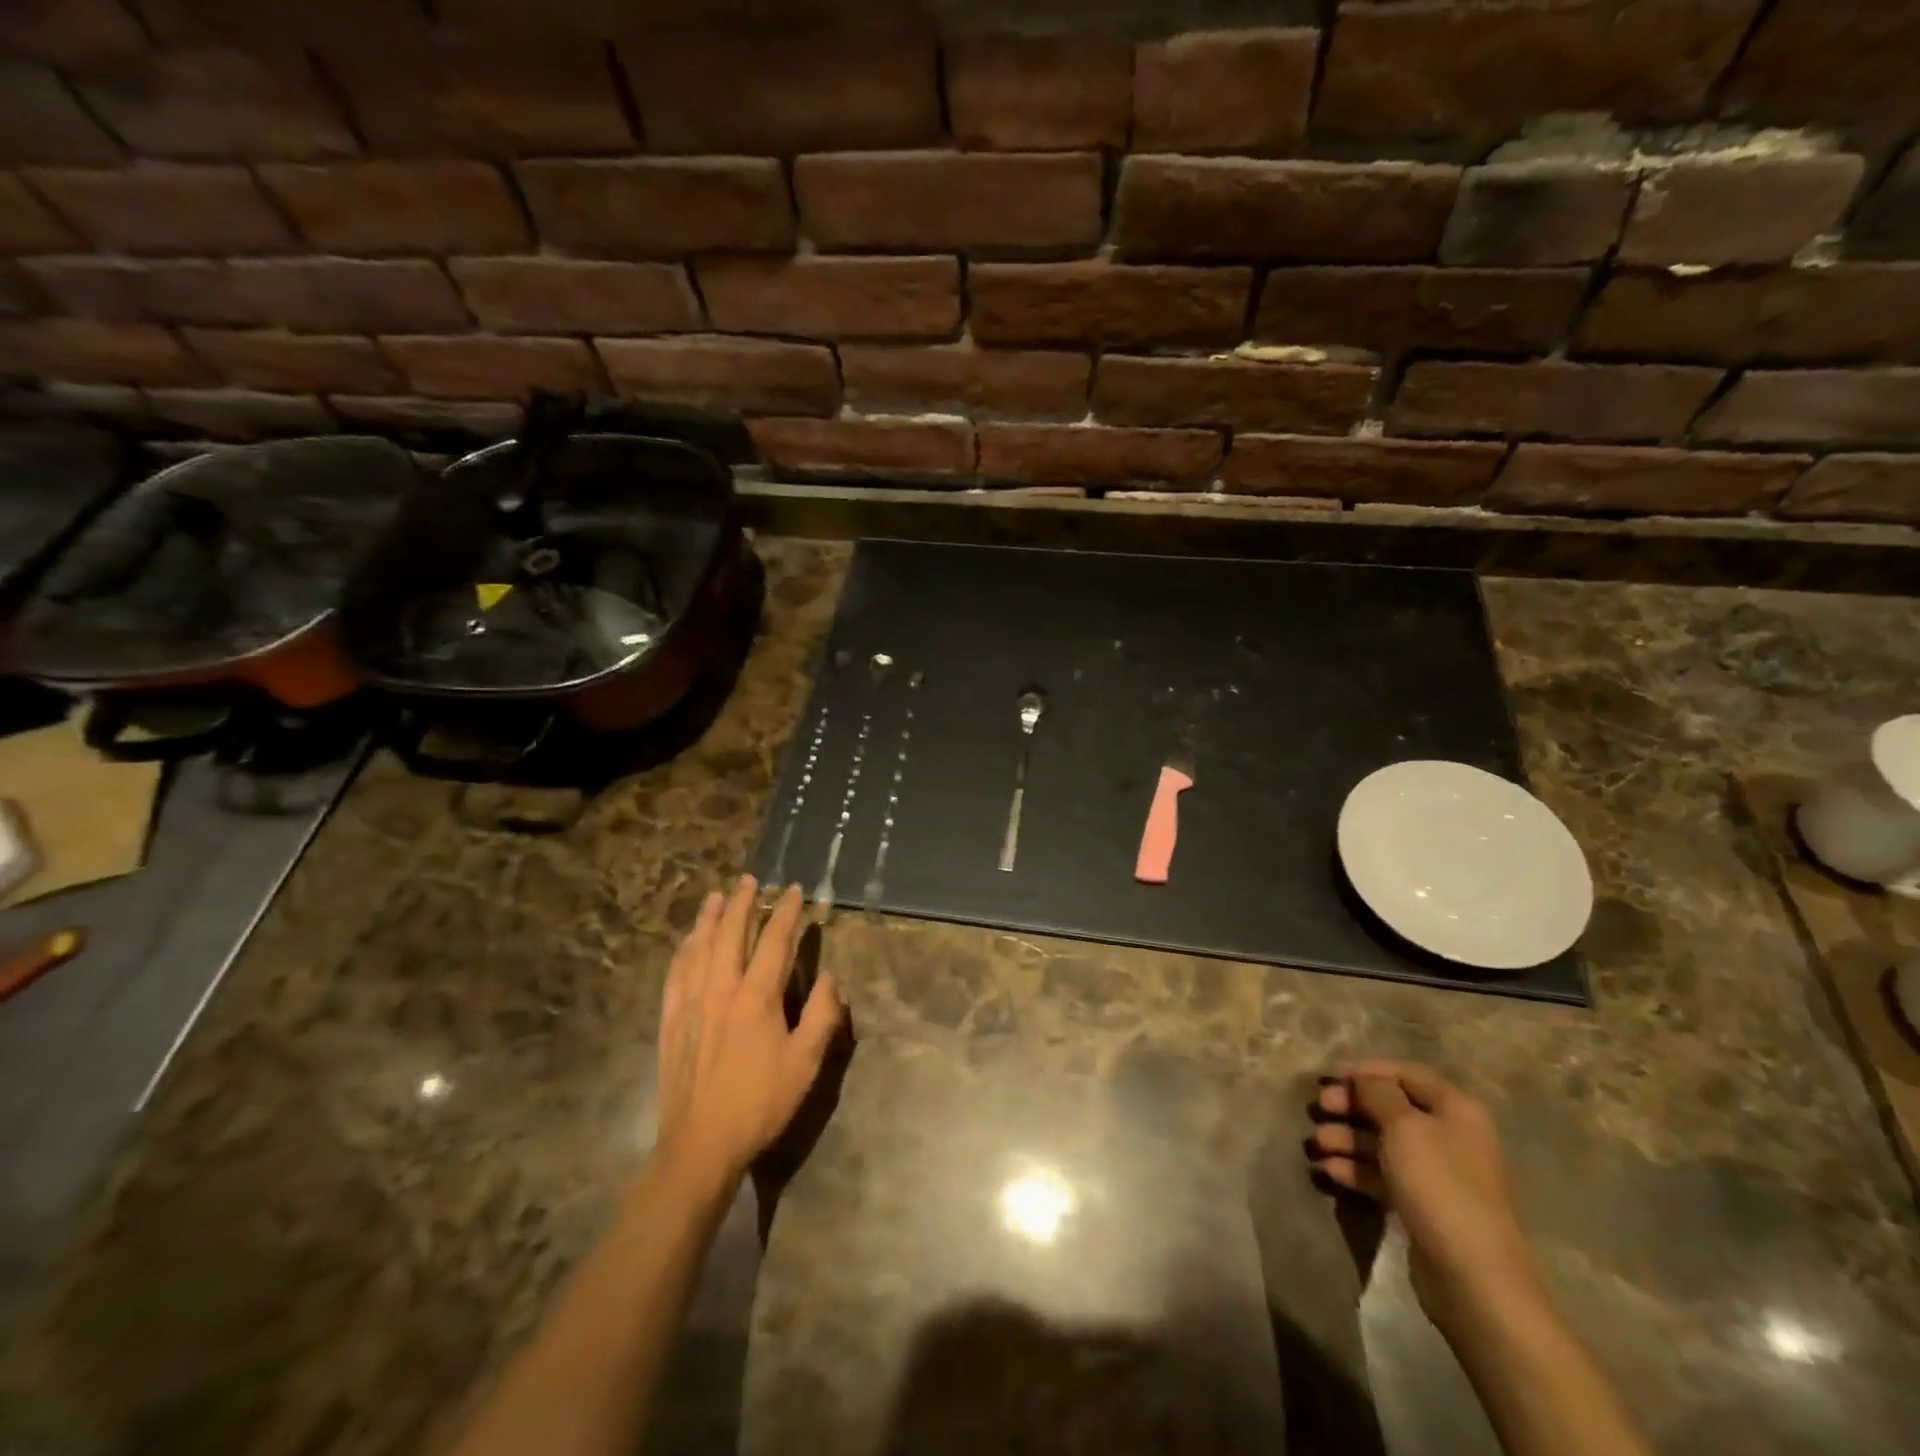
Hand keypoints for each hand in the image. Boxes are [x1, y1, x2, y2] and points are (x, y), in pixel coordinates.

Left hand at [654, 876, 844, 1194]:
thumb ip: (822, 1015)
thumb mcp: (806, 1063)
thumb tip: (830, 977)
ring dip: (709, 918)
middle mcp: (721, 990)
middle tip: (750, 879)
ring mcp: (690, 1004)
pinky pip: (675, 974)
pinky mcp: (670, 1021)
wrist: (700, 1145)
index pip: (774, 941)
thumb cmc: (760, 1103)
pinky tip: (686, 942)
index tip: (794, 891)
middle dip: (742, 903)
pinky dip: (683, 951)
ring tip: (717, 896)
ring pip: (699, 948)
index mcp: (757, 997)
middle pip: (730, 934)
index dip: (786, 912)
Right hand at [1308, 1060, 1543, 1328]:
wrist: (1473, 1276)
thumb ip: (1378, 1093)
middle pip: (1390, 1108)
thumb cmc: (1439, 1184)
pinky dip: (1355, 1170)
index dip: (1367, 1071)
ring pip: (1382, 1143)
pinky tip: (1328, 1171)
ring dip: (1346, 1138)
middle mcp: (1449, 1137)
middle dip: (1351, 1105)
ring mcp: (1437, 1174)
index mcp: (1455, 1110)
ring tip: (1316, 1144)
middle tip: (1318, 1107)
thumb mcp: (1404, 1126)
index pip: (1406, 1074)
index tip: (1329, 1075)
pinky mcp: (1422, 1206)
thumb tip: (1365, 1080)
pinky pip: (1382, 1176)